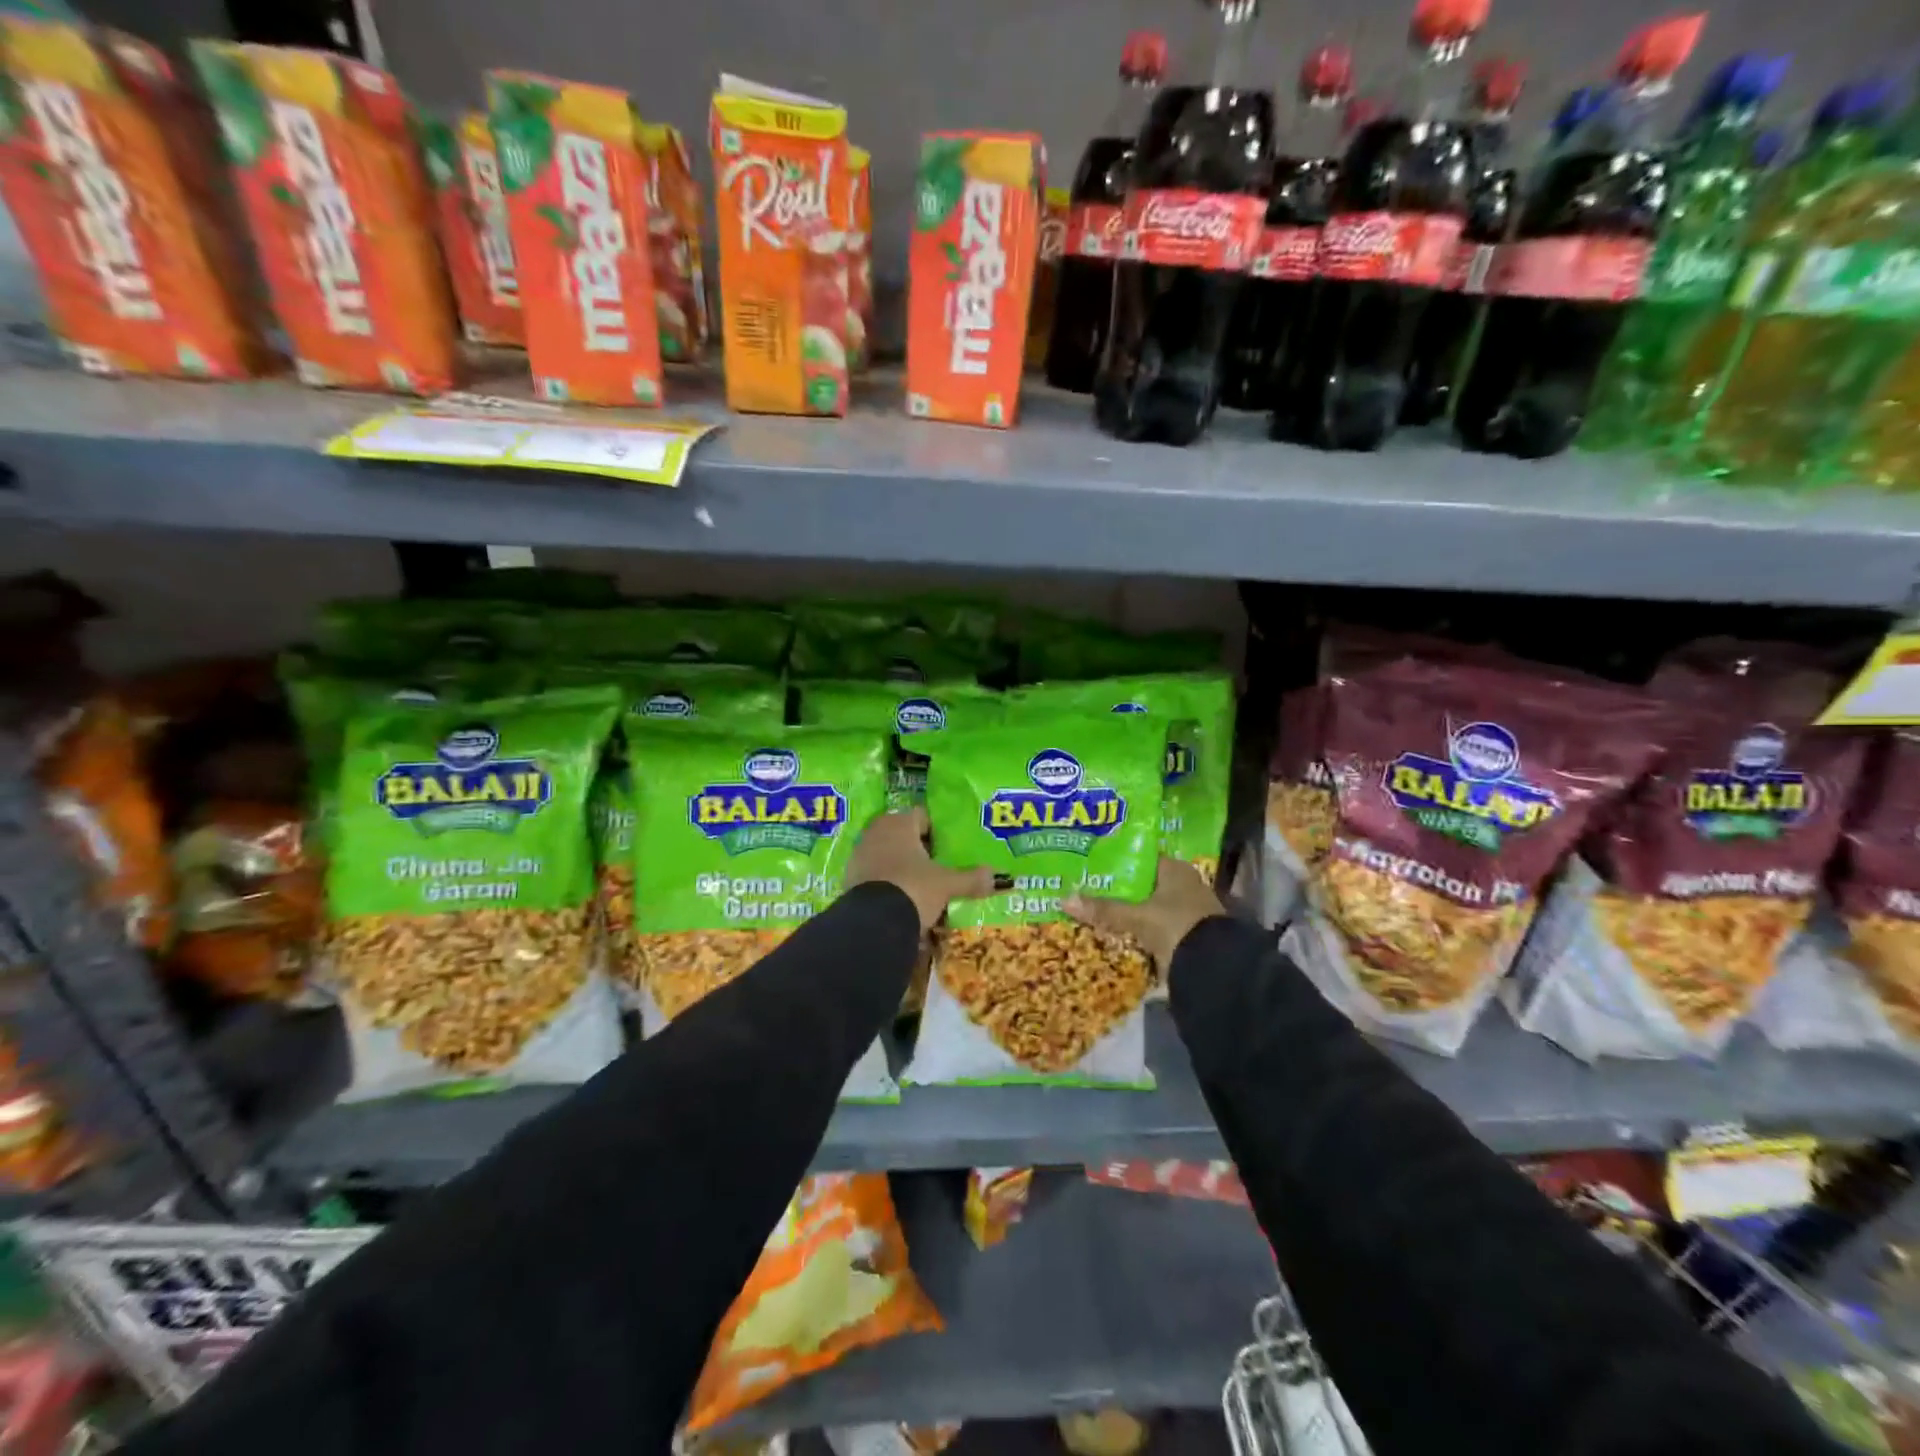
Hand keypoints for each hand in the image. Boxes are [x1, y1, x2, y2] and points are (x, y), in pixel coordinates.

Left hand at [846, 808, 993, 934]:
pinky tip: (898, 899)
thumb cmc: (914, 888)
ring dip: (900, 865)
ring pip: (886, 853)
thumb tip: (995, 876)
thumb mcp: (947, 885)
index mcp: (900, 823)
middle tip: (935, 867)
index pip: (922, 816)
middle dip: (917, 849)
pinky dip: (885, 882)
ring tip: (918, 886)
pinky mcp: (849, 877)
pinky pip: (873, 874)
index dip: (936, 830)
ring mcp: (859, 854)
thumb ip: (971, 879)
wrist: (873, 921)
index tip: (947, 848)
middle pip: (902, 834)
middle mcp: (876, 831)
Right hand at [1064, 857, 1225, 973]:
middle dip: (1120, 891)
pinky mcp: (1187, 935)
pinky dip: (1140, 932)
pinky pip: (1155, 928)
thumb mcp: (1137, 917)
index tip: (1092, 867)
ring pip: (1150, 907)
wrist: (1213, 968)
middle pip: (1144, 885)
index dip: (1118, 862)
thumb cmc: (1176, 926)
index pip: (1141, 858)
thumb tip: (1064, 899)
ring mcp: (1188, 911)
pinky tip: (1118, 935)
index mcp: (1176, 870)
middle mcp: (1185, 885)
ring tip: (1097, 913)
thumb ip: (1104, 909)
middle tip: (1089, 891)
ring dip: (1130, 913)